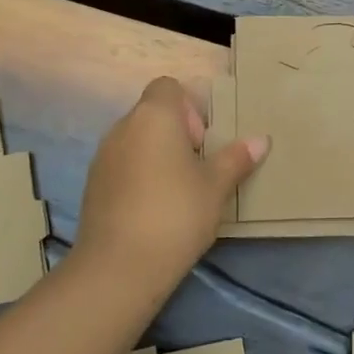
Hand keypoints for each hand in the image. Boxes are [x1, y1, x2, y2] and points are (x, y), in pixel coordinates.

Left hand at [73, 77, 267, 289]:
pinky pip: (122, 166)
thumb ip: (236, 158)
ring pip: (136, 141)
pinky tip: (156, 209)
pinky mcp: (93, 186)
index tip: (203, 140)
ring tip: (179, 191)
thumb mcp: (216, 186)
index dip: (189, 106)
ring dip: (158, 155)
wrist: (119, 267)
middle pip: (152, 113)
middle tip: (198, 168)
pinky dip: (139, 176)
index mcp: (153, 116)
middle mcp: (122, 127)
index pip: (167, 86)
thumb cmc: (176, 214)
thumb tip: (260, 140)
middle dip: (177, 133)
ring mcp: (102, 157)